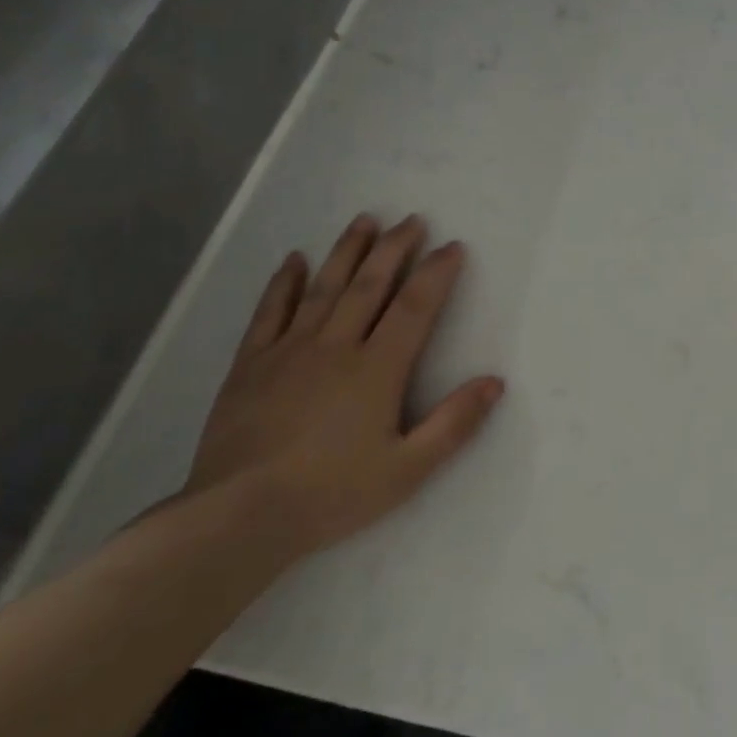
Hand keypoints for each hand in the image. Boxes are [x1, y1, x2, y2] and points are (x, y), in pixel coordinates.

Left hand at [186, 213, 504, 554]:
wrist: (241, 516)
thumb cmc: (333, 494)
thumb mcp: (409, 469)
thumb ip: (454, 423)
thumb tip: (495, 382)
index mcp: (377, 369)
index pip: (414, 307)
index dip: (436, 273)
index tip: (453, 246)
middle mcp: (335, 346)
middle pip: (369, 285)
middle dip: (394, 248)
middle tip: (412, 219)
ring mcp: (289, 351)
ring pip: (323, 287)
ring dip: (346, 251)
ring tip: (365, 219)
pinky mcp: (251, 364)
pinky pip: (270, 312)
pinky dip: (283, 283)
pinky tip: (294, 260)